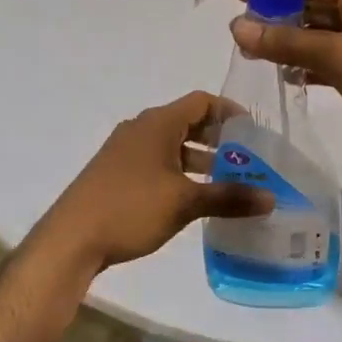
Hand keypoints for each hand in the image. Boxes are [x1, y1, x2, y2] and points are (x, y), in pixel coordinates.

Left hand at [36, 92, 272, 272]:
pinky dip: (180, 173)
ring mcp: (125, 152)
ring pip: (172, 146)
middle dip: (219, 140)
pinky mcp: (116, 174)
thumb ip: (229, 197)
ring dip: (200, 160)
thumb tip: (270, 198)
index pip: (201, 102)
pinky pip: (157, 163)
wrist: (71, 240)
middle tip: (247, 160)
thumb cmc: (130, 208)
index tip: (254, 131)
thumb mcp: (185, 202)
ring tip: (226, 184)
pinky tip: (193, 199)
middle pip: (188, 123)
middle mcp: (140, 129)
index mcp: (157, 123)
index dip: (230, 112)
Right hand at [231, 0, 341, 172]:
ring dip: (290, 43)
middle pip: (314, 4)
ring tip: (252, 54)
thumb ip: (287, 42)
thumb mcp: (338, 58)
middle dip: (278, 17)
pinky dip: (309, 64)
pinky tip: (284, 76)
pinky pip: (332, 58)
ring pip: (321, 34)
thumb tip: (237, 28)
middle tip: (239, 33)